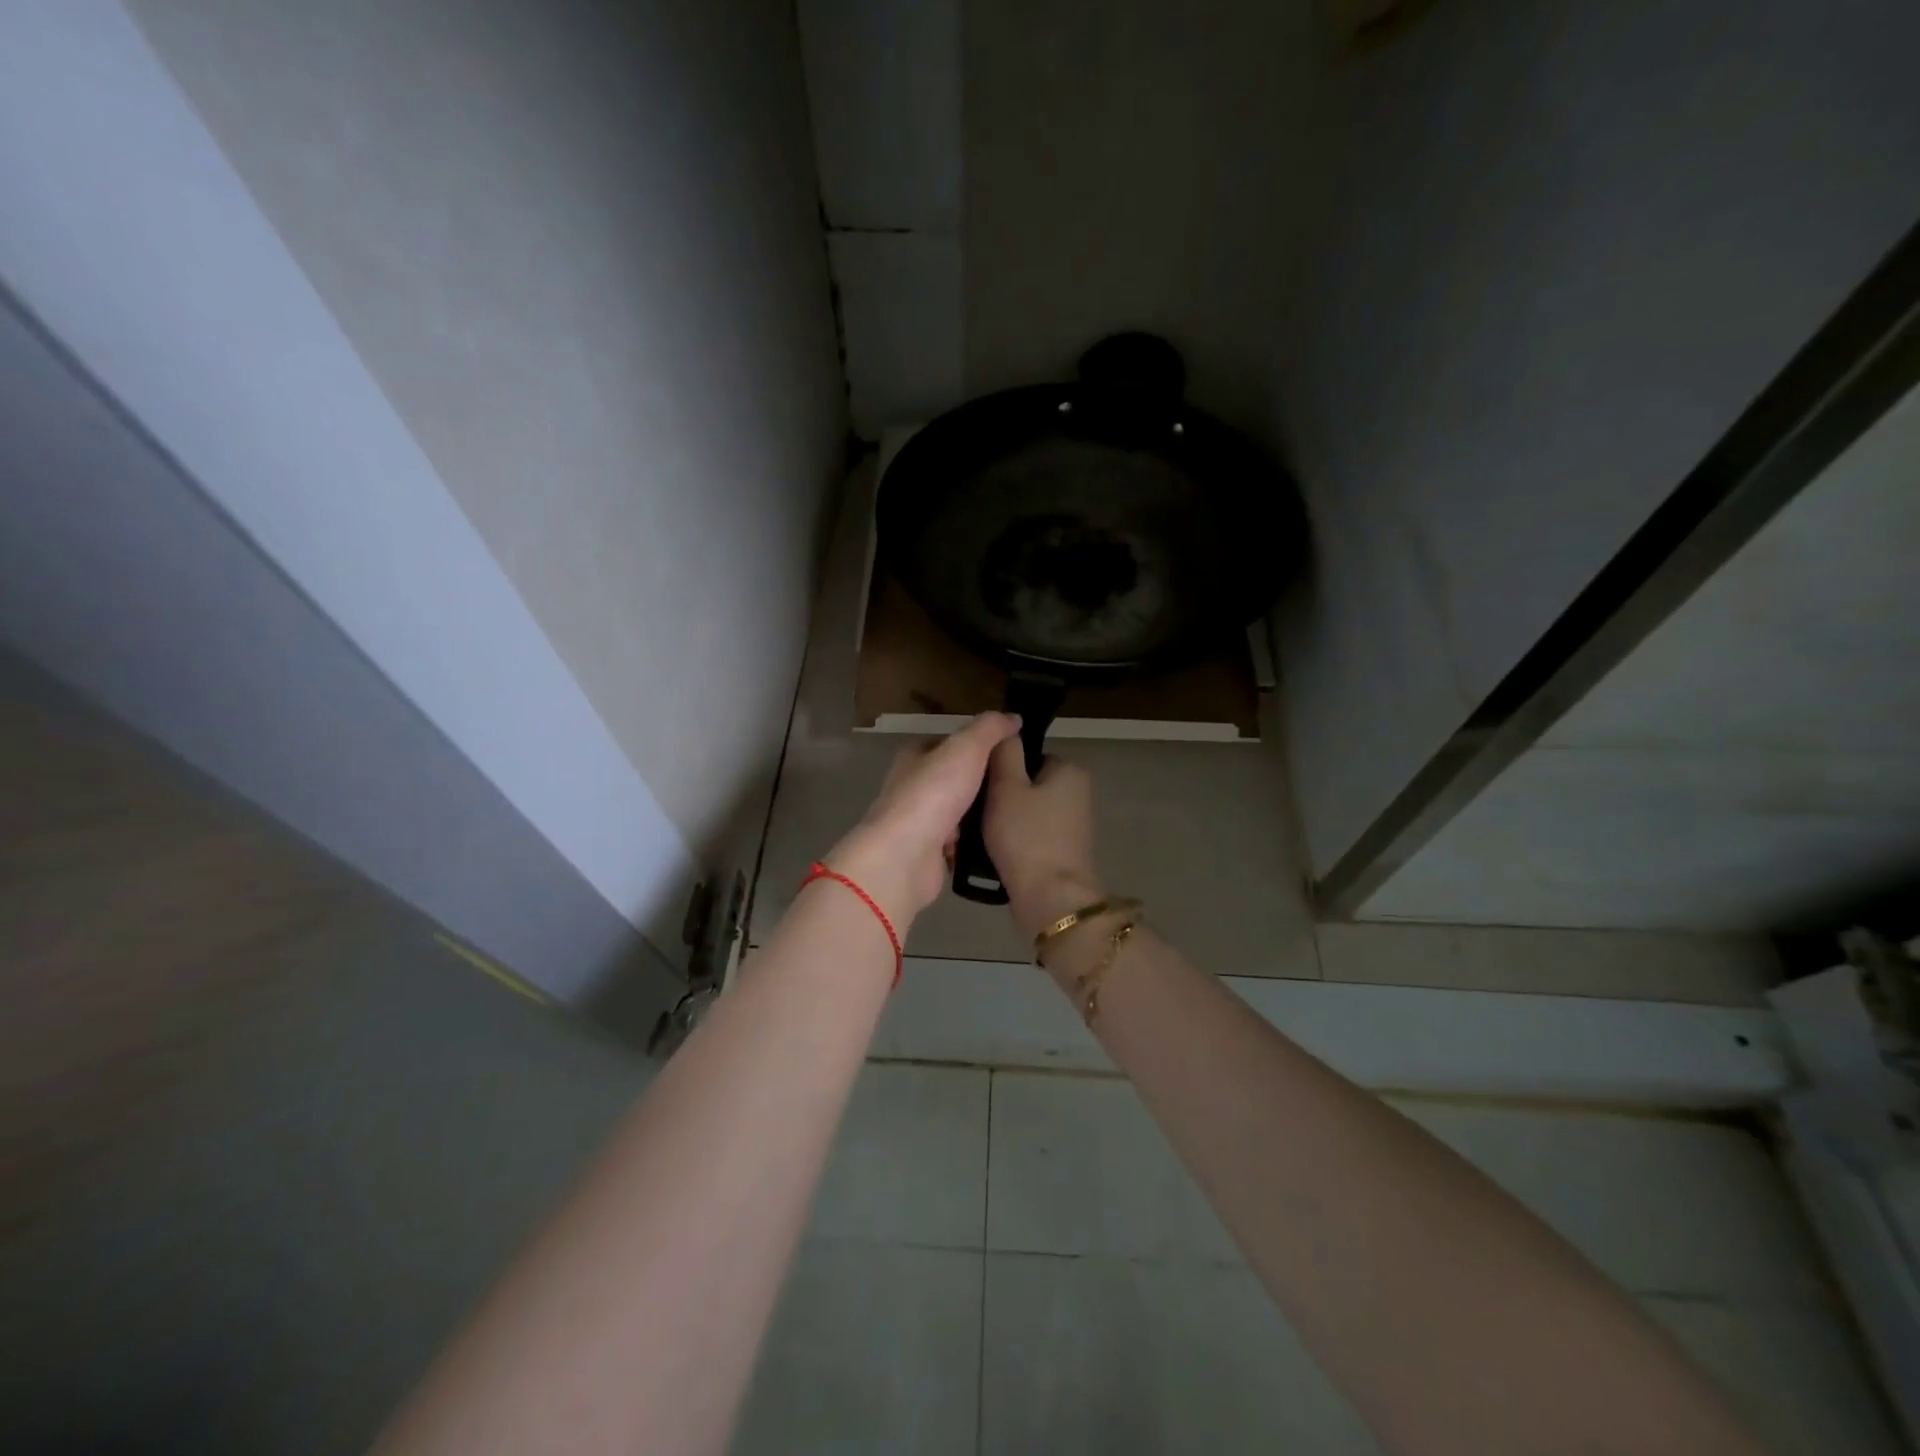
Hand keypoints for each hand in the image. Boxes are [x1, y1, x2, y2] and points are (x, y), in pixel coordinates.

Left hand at [826, 712, 1021, 928]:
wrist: (905, 857)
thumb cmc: (933, 793)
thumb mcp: (966, 748)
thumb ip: (990, 729)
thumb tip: (1013, 717)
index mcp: (914, 758)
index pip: (947, 744)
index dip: (975, 744)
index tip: (1008, 751)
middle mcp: (912, 789)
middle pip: (952, 780)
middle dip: (980, 782)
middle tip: (1016, 785)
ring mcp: (918, 824)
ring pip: (956, 813)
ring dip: (978, 815)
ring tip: (1013, 812)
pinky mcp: (927, 855)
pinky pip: (958, 845)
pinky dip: (973, 844)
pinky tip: (996, 841)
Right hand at [982, 739, 1103, 940]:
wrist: (1050, 899)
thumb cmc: (1026, 837)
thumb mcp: (1007, 787)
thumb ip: (1005, 753)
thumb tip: (1007, 728)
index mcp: (1070, 770)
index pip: (1028, 756)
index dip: (1000, 769)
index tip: (978, 786)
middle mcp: (1078, 793)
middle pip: (1027, 784)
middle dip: (1002, 797)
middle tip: (975, 812)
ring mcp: (1074, 825)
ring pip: (1027, 812)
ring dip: (1005, 821)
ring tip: (978, 834)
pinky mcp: (1065, 852)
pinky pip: (1032, 836)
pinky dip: (1015, 841)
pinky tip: (994, 853)